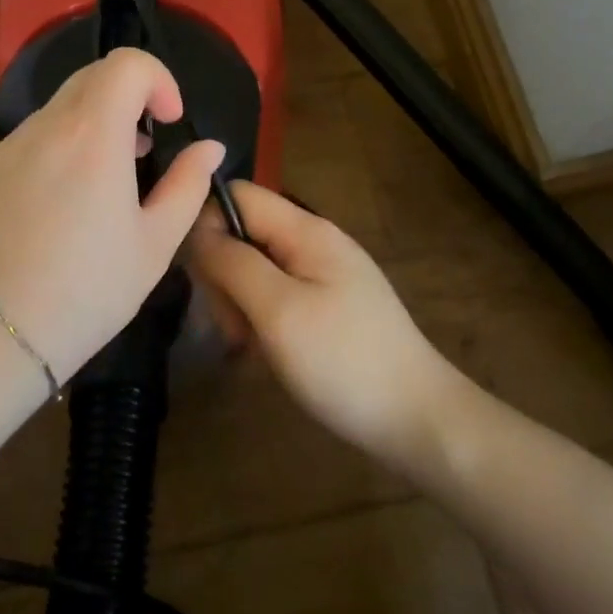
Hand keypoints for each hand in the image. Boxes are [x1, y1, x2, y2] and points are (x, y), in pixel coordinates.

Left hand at [0, 48, 223, 379]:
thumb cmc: (87, 291)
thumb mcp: (155, 243)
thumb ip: (188, 184)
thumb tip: (210, 147)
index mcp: (93, 134)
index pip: (127, 63)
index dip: (159, 80)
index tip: (169, 122)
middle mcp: (45, 127)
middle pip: (92, 76)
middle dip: (129, 97)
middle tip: (144, 150)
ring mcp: (7, 148)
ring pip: (60, 108)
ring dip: (94, 123)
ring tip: (106, 181)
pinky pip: (32, 138)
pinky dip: (60, 147)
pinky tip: (63, 205)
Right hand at [187, 183, 460, 462]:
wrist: (416, 419)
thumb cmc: (343, 361)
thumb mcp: (278, 310)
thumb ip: (233, 263)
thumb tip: (197, 230)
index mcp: (305, 230)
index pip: (237, 195)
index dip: (207, 224)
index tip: (201, 278)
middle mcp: (313, 242)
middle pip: (244, 234)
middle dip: (225, 276)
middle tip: (233, 327)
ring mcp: (322, 275)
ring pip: (256, 270)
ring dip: (240, 305)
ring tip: (251, 348)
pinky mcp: (326, 306)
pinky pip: (276, 297)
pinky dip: (262, 321)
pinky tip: (267, 354)